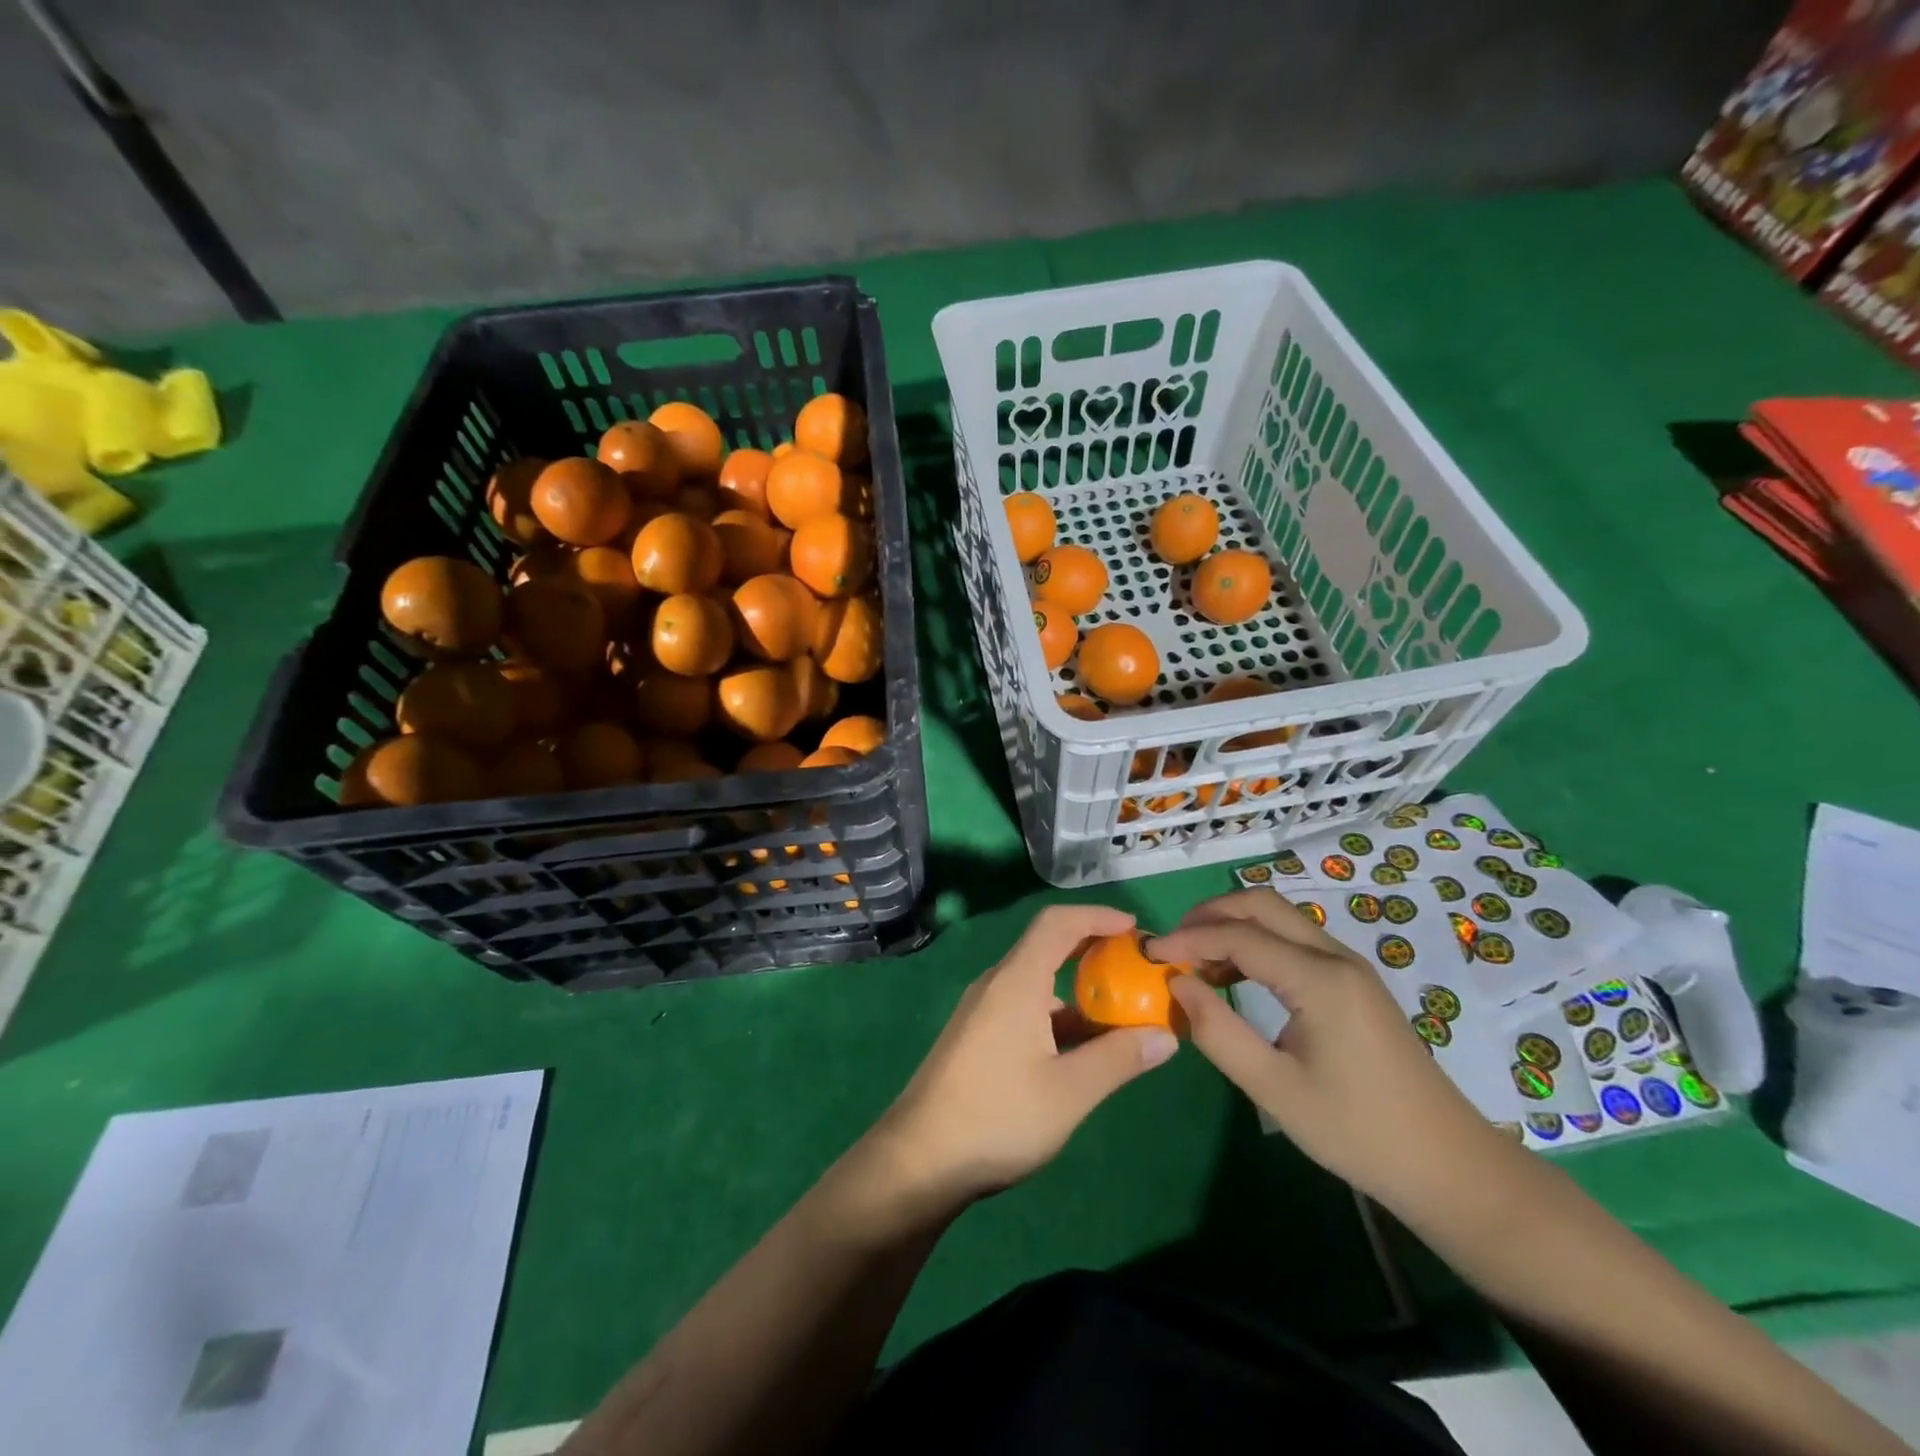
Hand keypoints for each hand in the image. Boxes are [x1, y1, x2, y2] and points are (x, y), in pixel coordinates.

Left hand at [869, 904, 1179, 1208]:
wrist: (919, 1159)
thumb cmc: (998, 1117)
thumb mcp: (1069, 1092)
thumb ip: (1119, 1059)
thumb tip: (1166, 1035)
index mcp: (1017, 981)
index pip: (1057, 922)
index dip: (1097, 916)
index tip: (1135, 927)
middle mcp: (997, 984)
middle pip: (1047, 946)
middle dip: (1093, 949)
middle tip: (1136, 967)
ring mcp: (982, 1010)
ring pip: (1036, 982)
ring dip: (1077, 989)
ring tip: (1119, 1013)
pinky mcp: (976, 1035)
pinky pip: (1023, 1006)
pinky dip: (1057, 1014)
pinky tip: (1080, 1048)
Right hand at [1153, 890, 1513, 1210]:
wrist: (1448, 1167)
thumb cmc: (1357, 1131)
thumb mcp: (1275, 1089)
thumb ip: (1218, 1032)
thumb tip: (1178, 985)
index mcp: (1319, 979)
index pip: (1238, 935)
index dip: (1188, 938)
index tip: (1149, 954)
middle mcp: (1335, 957)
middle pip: (1261, 905)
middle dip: (1209, 914)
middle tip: (1172, 945)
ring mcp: (1349, 967)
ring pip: (1279, 918)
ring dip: (1232, 926)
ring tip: (1195, 962)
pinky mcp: (1353, 982)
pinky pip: (1294, 941)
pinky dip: (1255, 944)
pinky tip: (1234, 977)